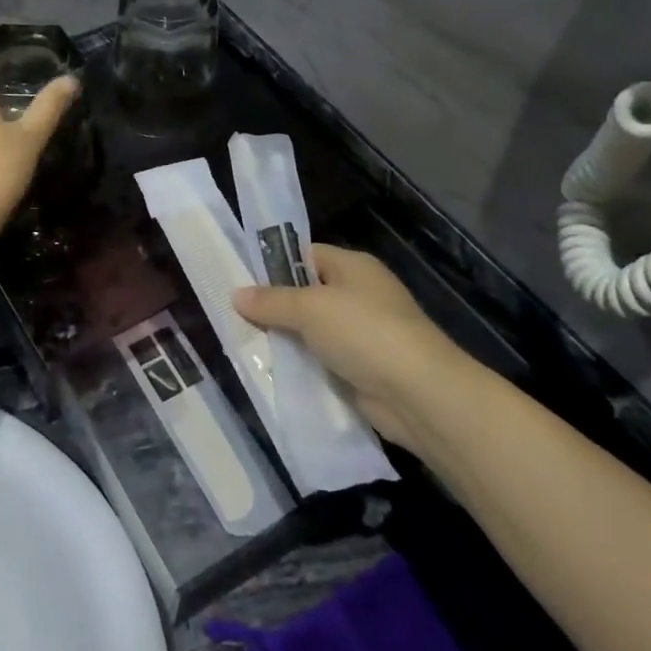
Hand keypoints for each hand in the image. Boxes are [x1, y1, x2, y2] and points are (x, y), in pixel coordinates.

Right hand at [233, 245, 483, 452]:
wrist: (418, 394)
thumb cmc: (365, 332)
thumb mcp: (310, 309)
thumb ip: (271, 301)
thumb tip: (236, 294)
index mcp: (353, 267)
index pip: (305, 255)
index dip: (273, 264)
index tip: (238, 278)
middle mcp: (359, 295)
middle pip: (306, 294)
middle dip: (273, 305)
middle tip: (232, 313)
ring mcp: (361, 334)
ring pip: (310, 331)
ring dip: (284, 338)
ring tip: (242, 342)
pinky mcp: (360, 369)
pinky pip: (320, 360)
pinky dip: (300, 365)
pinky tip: (269, 370)